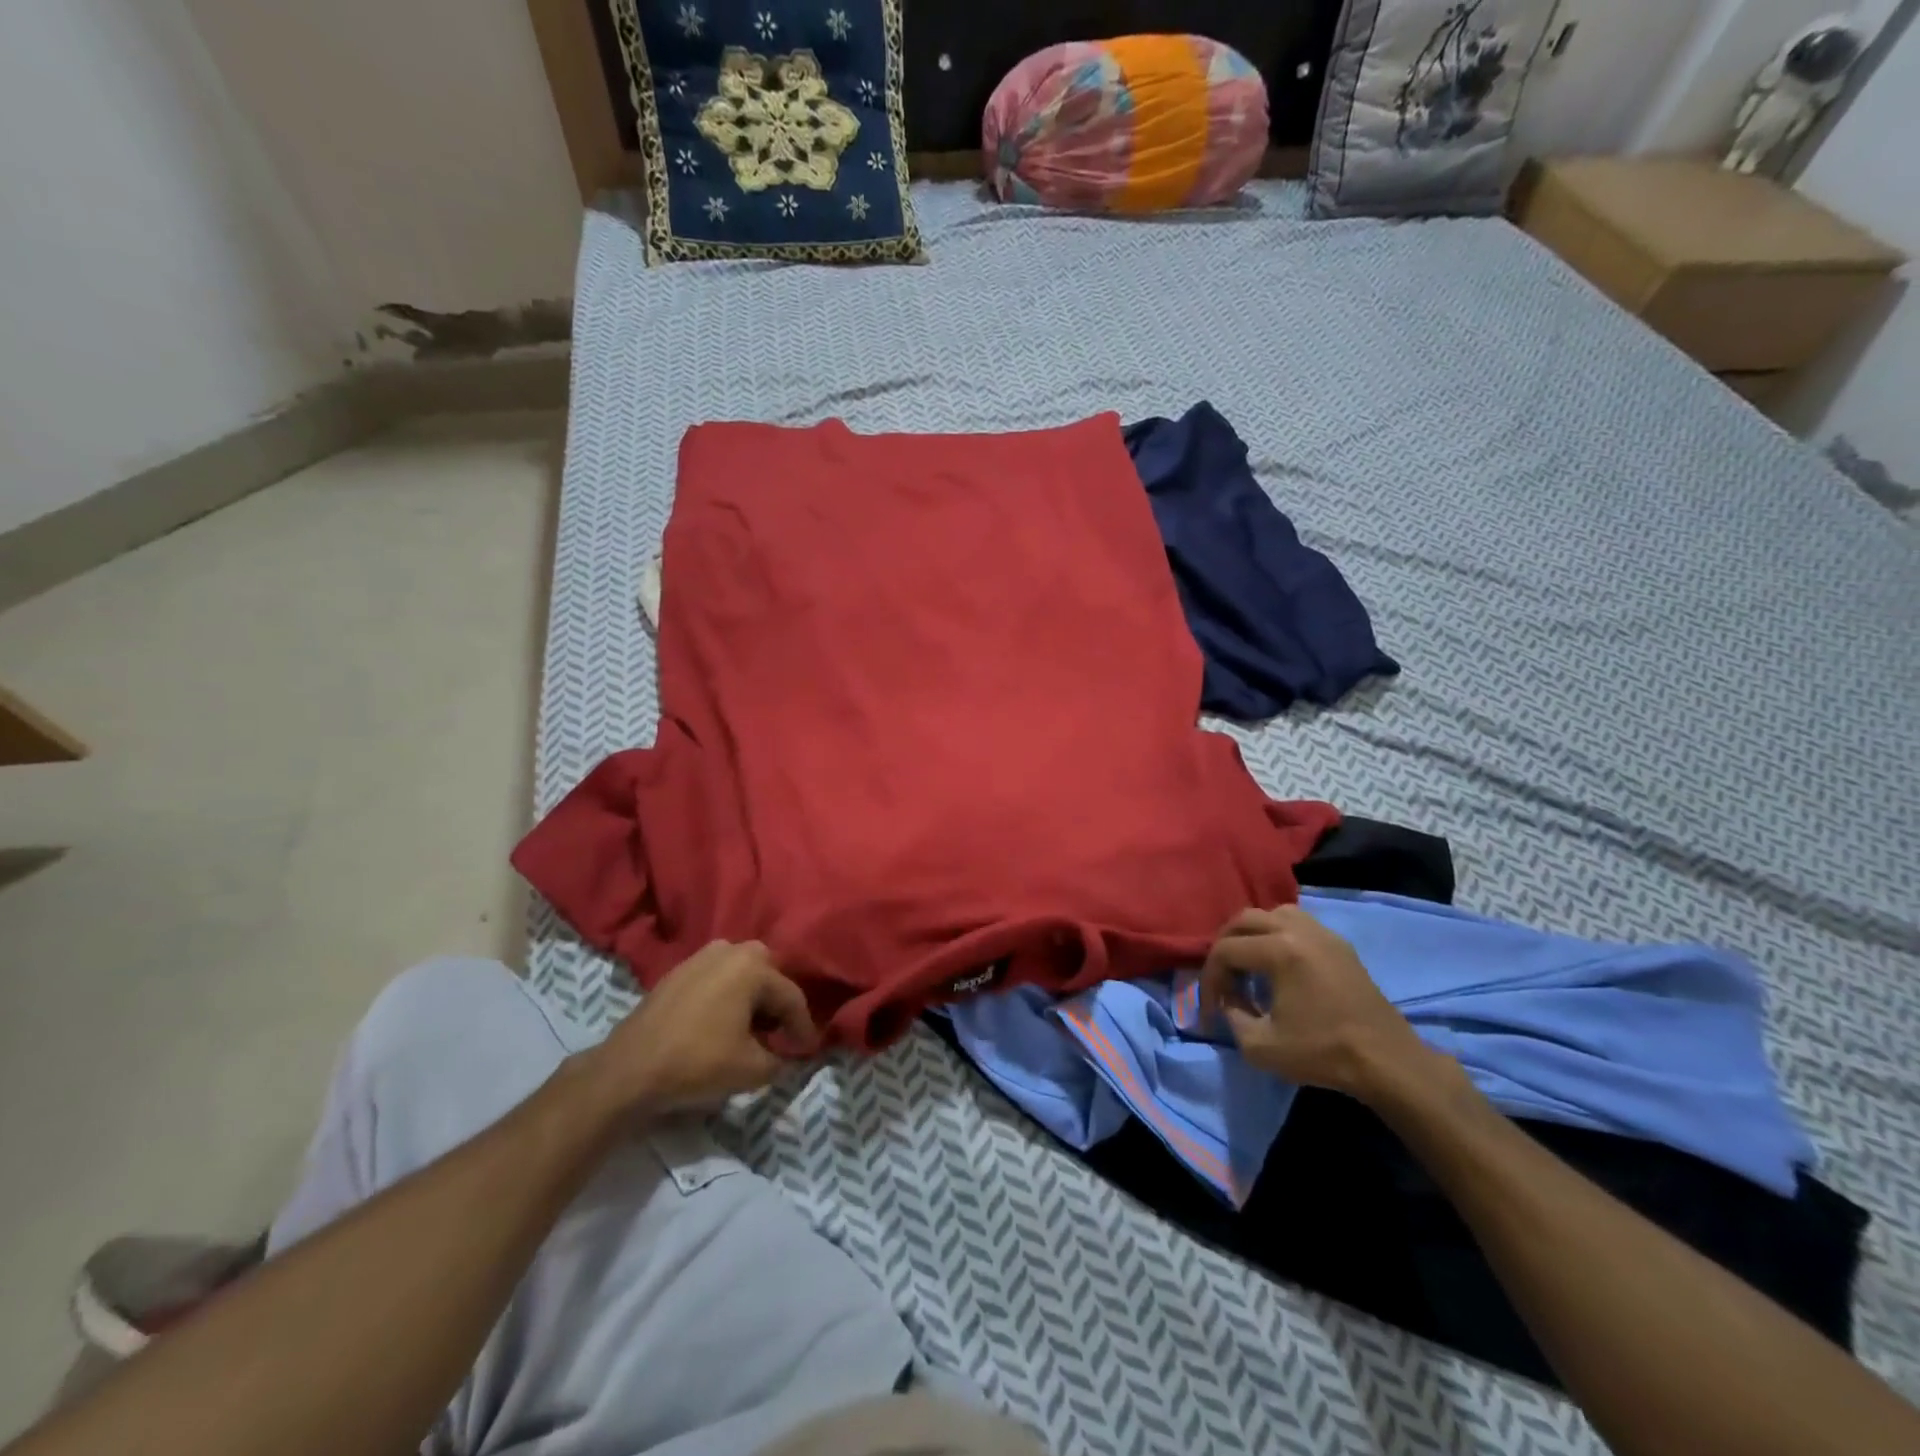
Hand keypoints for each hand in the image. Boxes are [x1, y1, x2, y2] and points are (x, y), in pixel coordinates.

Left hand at [584, 941, 819, 1117]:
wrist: (628, 1070)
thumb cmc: (698, 1062)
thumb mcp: (752, 1069)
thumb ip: (782, 1060)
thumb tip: (790, 1057)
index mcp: (752, 966)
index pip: (791, 997)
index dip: (803, 1028)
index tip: (807, 1051)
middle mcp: (729, 950)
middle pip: (767, 976)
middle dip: (777, 1004)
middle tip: (779, 1035)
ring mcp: (699, 957)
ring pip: (740, 974)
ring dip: (751, 998)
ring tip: (751, 1030)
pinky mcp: (677, 972)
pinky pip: (715, 979)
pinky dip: (726, 997)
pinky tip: (721, 1024)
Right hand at [1199, 906, 1441, 1102]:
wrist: (1388, 1063)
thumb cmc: (1323, 1053)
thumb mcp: (1261, 1046)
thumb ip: (1232, 1017)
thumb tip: (1229, 1002)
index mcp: (1280, 950)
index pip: (1226, 951)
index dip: (1210, 979)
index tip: (1211, 1009)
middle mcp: (1299, 930)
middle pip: (1244, 920)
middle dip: (1225, 947)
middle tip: (1222, 979)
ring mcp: (1323, 934)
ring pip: (1272, 914)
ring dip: (1252, 934)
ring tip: (1248, 963)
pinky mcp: (1340, 945)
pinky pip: (1298, 923)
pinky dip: (1278, 934)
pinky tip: (1279, 963)